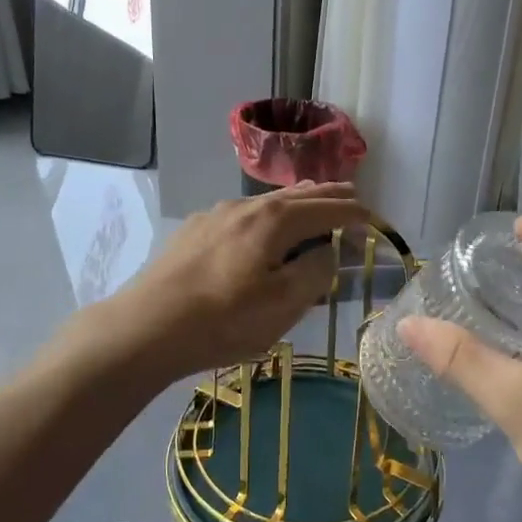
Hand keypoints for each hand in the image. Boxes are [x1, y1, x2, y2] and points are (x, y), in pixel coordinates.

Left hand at [94, 183, 370, 381]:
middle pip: (298, 195)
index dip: (355, 213)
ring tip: (313, 202)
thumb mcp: (283, 305)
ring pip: (268, 202)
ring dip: (297, 202)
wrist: (146, 327)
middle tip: (352, 194)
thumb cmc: (223, 320)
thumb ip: (315, 273)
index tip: (375, 220)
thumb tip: (328, 252)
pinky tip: (261, 227)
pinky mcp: (195, 230)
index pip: (327, 208)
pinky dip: (268, 214)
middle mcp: (246, 206)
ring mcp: (216, 215)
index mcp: (274, 220)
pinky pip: (244, 213)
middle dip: (328, 195)